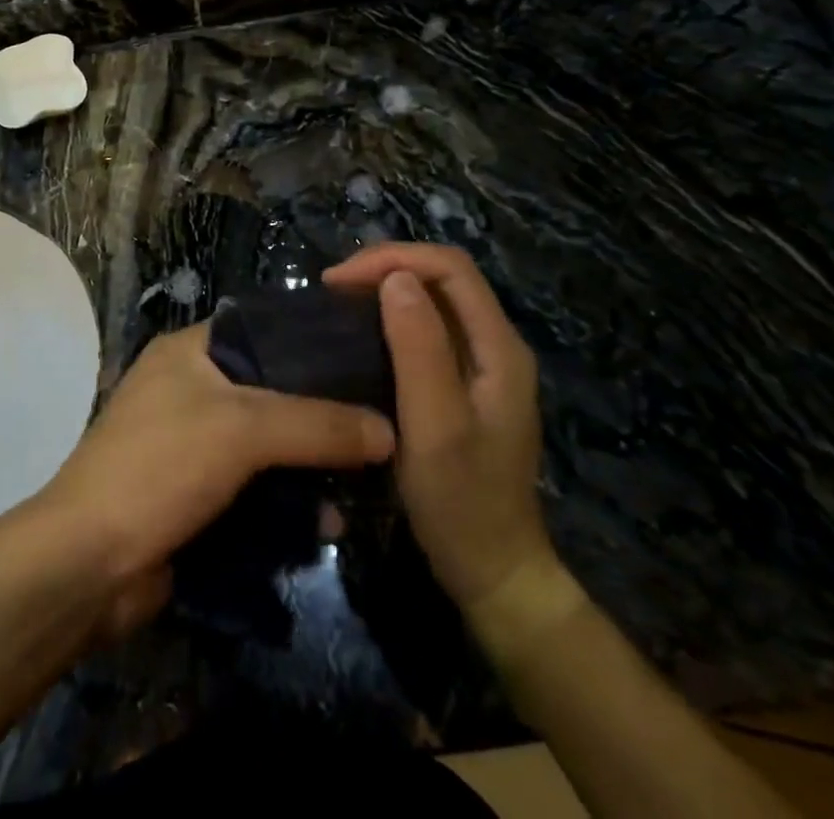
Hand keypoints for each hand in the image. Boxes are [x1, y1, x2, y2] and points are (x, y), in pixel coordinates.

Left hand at [33, 324, 394, 632]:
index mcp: (189, 351)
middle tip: (383, 422)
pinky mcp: (197, 494)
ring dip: (311, 465)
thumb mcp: (242, 430)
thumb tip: (389, 431)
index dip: (314, 340)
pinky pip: (256, 488)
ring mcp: (193, 443)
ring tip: (367, 479)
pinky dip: (288, 502)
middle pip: (272, 389)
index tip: (370, 356)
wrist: (89, 564)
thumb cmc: (160, 467)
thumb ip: (317, 424)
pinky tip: (327, 522)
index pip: (264, 328)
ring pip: (268, 444)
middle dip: (323, 411)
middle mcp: (191, 388)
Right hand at [325, 244, 583, 651]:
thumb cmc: (461, 501)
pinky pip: (428, 330)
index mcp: (499, 348)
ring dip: (387, 289)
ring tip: (340, 301)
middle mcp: (496, 345)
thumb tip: (396, 278)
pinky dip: (391, 318)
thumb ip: (419, 348)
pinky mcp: (464, 384)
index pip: (451, 268)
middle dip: (387, 268)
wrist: (493, 573)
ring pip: (435, 301)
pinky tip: (362, 333)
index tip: (339, 280)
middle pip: (444, 278)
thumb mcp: (435, 424)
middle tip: (333, 288)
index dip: (394, 259)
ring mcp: (482, 366)